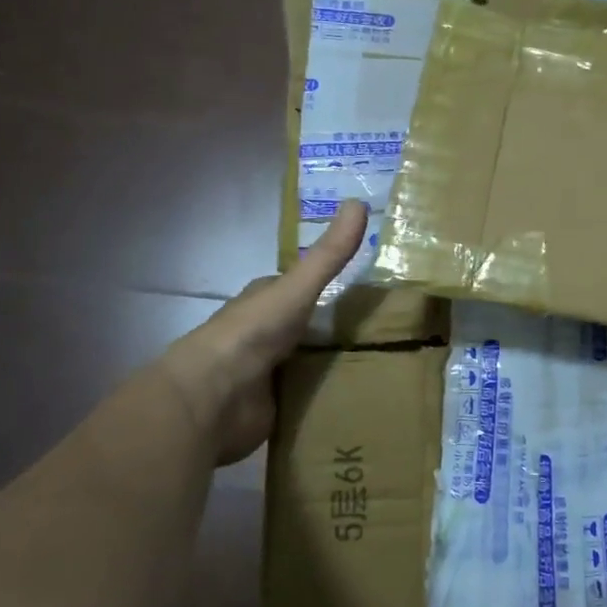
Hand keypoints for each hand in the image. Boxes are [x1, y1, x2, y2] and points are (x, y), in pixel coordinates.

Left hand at [156, 199, 367, 463]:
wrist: (213, 398)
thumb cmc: (252, 333)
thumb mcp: (298, 287)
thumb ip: (329, 254)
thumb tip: (360, 201)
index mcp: (267, 299)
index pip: (303, 285)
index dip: (332, 282)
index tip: (372, 285)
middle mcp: (267, 332)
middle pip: (312, 325)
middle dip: (341, 326)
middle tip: (393, 329)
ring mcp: (270, 371)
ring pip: (313, 360)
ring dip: (339, 362)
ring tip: (389, 363)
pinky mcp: (275, 406)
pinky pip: (312, 396)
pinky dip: (332, 395)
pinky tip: (363, 396)